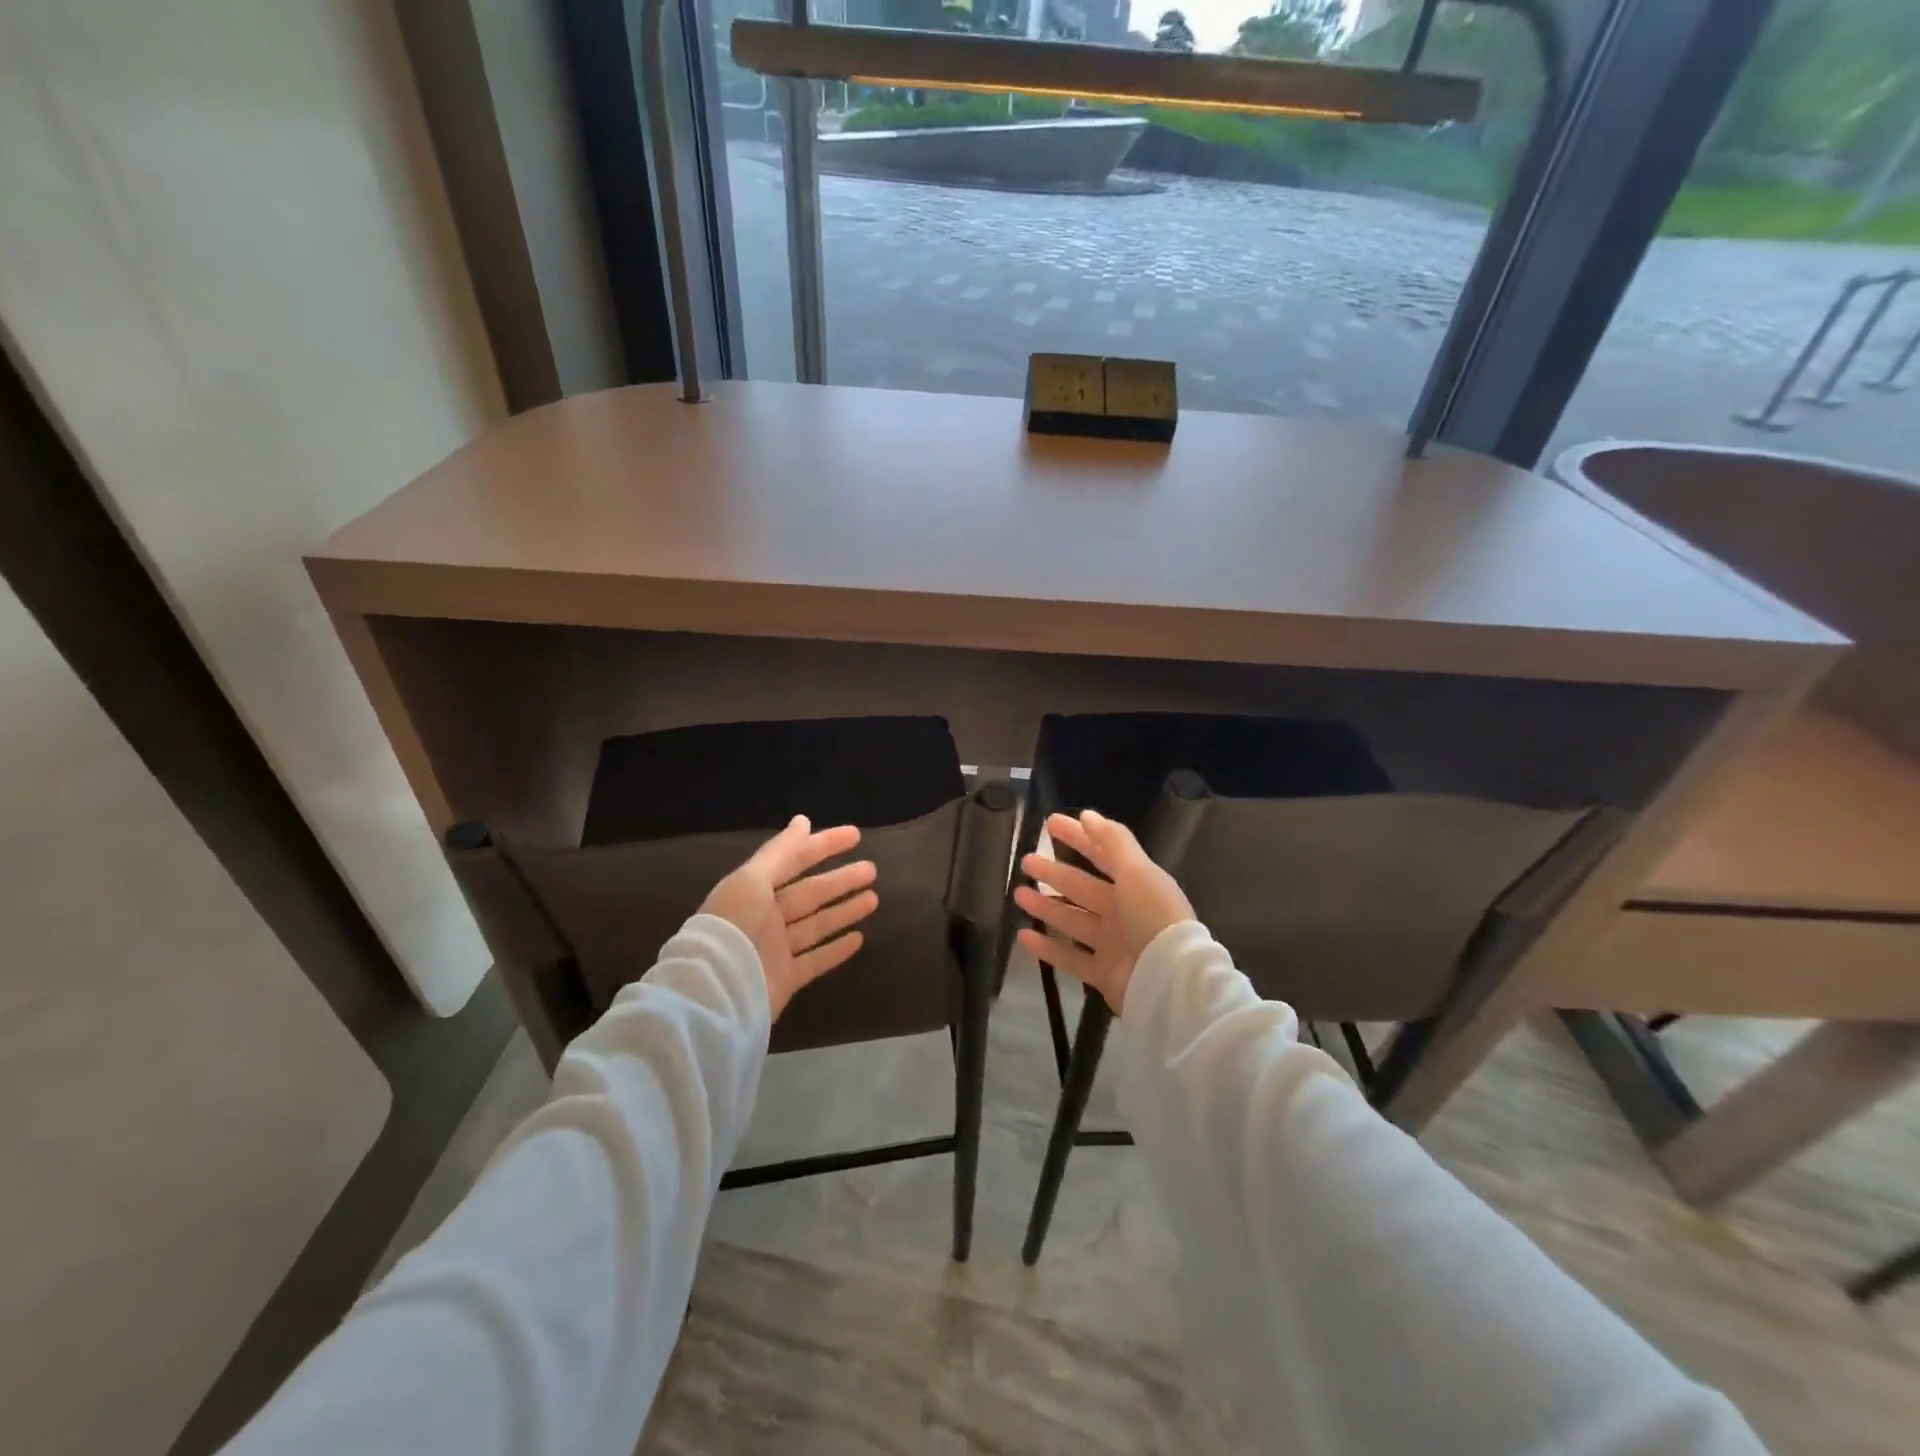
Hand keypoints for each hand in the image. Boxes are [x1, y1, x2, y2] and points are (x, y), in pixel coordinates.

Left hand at [700, 816, 876, 1020]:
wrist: (717, 992)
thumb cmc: (735, 927)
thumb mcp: (752, 880)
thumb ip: (780, 852)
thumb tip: (804, 821)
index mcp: (753, 890)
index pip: (794, 861)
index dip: (823, 845)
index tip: (855, 835)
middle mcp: (765, 918)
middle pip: (810, 893)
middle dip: (840, 880)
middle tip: (872, 869)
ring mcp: (776, 949)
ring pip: (817, 924)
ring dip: (845, 910)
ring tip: (874, 899)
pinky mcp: (785, 979)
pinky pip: (816, 960)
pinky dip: (836, 950)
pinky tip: (859, 939)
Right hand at [1013, 809, 1193, 1013]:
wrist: (1169, 981)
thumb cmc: (1153, 918)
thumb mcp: (1137, 871)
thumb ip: (1112, 842)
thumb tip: (1086, 815)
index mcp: (1136, 885)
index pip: (1102, 854)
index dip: (1078, 837)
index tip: (1049, 823)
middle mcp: (1123, 912)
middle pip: (1082, 887)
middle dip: (1054, 873)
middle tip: (1026, 861)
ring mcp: (1112, 944)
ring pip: (1072, 920)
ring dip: (1046, 907)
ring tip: (1019, 895)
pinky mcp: (1102, 974)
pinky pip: (1069, 957)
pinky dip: (1047, 947)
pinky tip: (1024, 935)